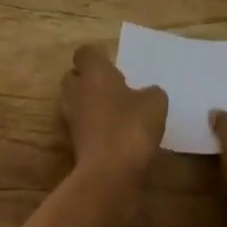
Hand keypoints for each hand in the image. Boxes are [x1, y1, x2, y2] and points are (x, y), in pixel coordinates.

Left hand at [61, 45, 166, 181]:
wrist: (109, 173)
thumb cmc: (131, 126)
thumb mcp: (155, 103)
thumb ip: (151, 92)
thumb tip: (148, 93)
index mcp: (94, 72)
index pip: (85, 53)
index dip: (97, 57)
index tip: (113, 65)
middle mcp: (77, 89)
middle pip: (74, 76)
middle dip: (89, 80)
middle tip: (112, 88)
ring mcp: (71, 117)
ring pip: (76, 101)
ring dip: (89, 104)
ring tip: (115, 113)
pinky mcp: (72, 142)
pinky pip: (81, 125)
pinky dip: (92, 127)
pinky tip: (114, 136)